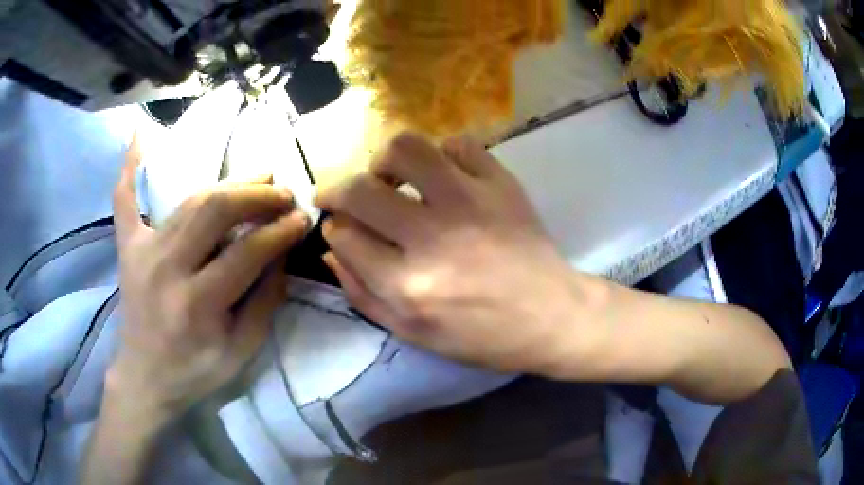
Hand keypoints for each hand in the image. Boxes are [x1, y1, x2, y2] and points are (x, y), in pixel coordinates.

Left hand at [108, 137, 308, 423]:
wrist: (145, 377)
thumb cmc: (195, 372)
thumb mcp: (241, 353)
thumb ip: (264, 302)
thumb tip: (281, 253)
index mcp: (197, 304)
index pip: (246, 253)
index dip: (280, 231)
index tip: (302, 218)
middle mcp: (166, 268)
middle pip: (214, 210)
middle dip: (256, 195)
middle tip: (283, 192)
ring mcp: (142, 252)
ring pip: (189, 200)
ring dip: (227, 183)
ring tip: (257, 177)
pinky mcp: (127, 247)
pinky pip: (125, 201)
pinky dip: (129, 167)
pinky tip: (138, 133)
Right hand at [316, 133, 608, 376]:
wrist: (552, 316)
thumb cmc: (483, 336)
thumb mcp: (413, 334)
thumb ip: (362, 295)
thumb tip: (331, 249)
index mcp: (409, 286)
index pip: (344, 236)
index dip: (334, 229)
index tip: (340, 228)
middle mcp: (433, 238)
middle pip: (360, 190)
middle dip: (337, 189)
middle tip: (343, 195)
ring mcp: (470, 202)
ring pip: (405, 149)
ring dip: (385, 160)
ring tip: (390, 177)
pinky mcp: (500, 184)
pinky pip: (458, 145)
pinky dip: (442, 155)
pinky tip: (443, 176)